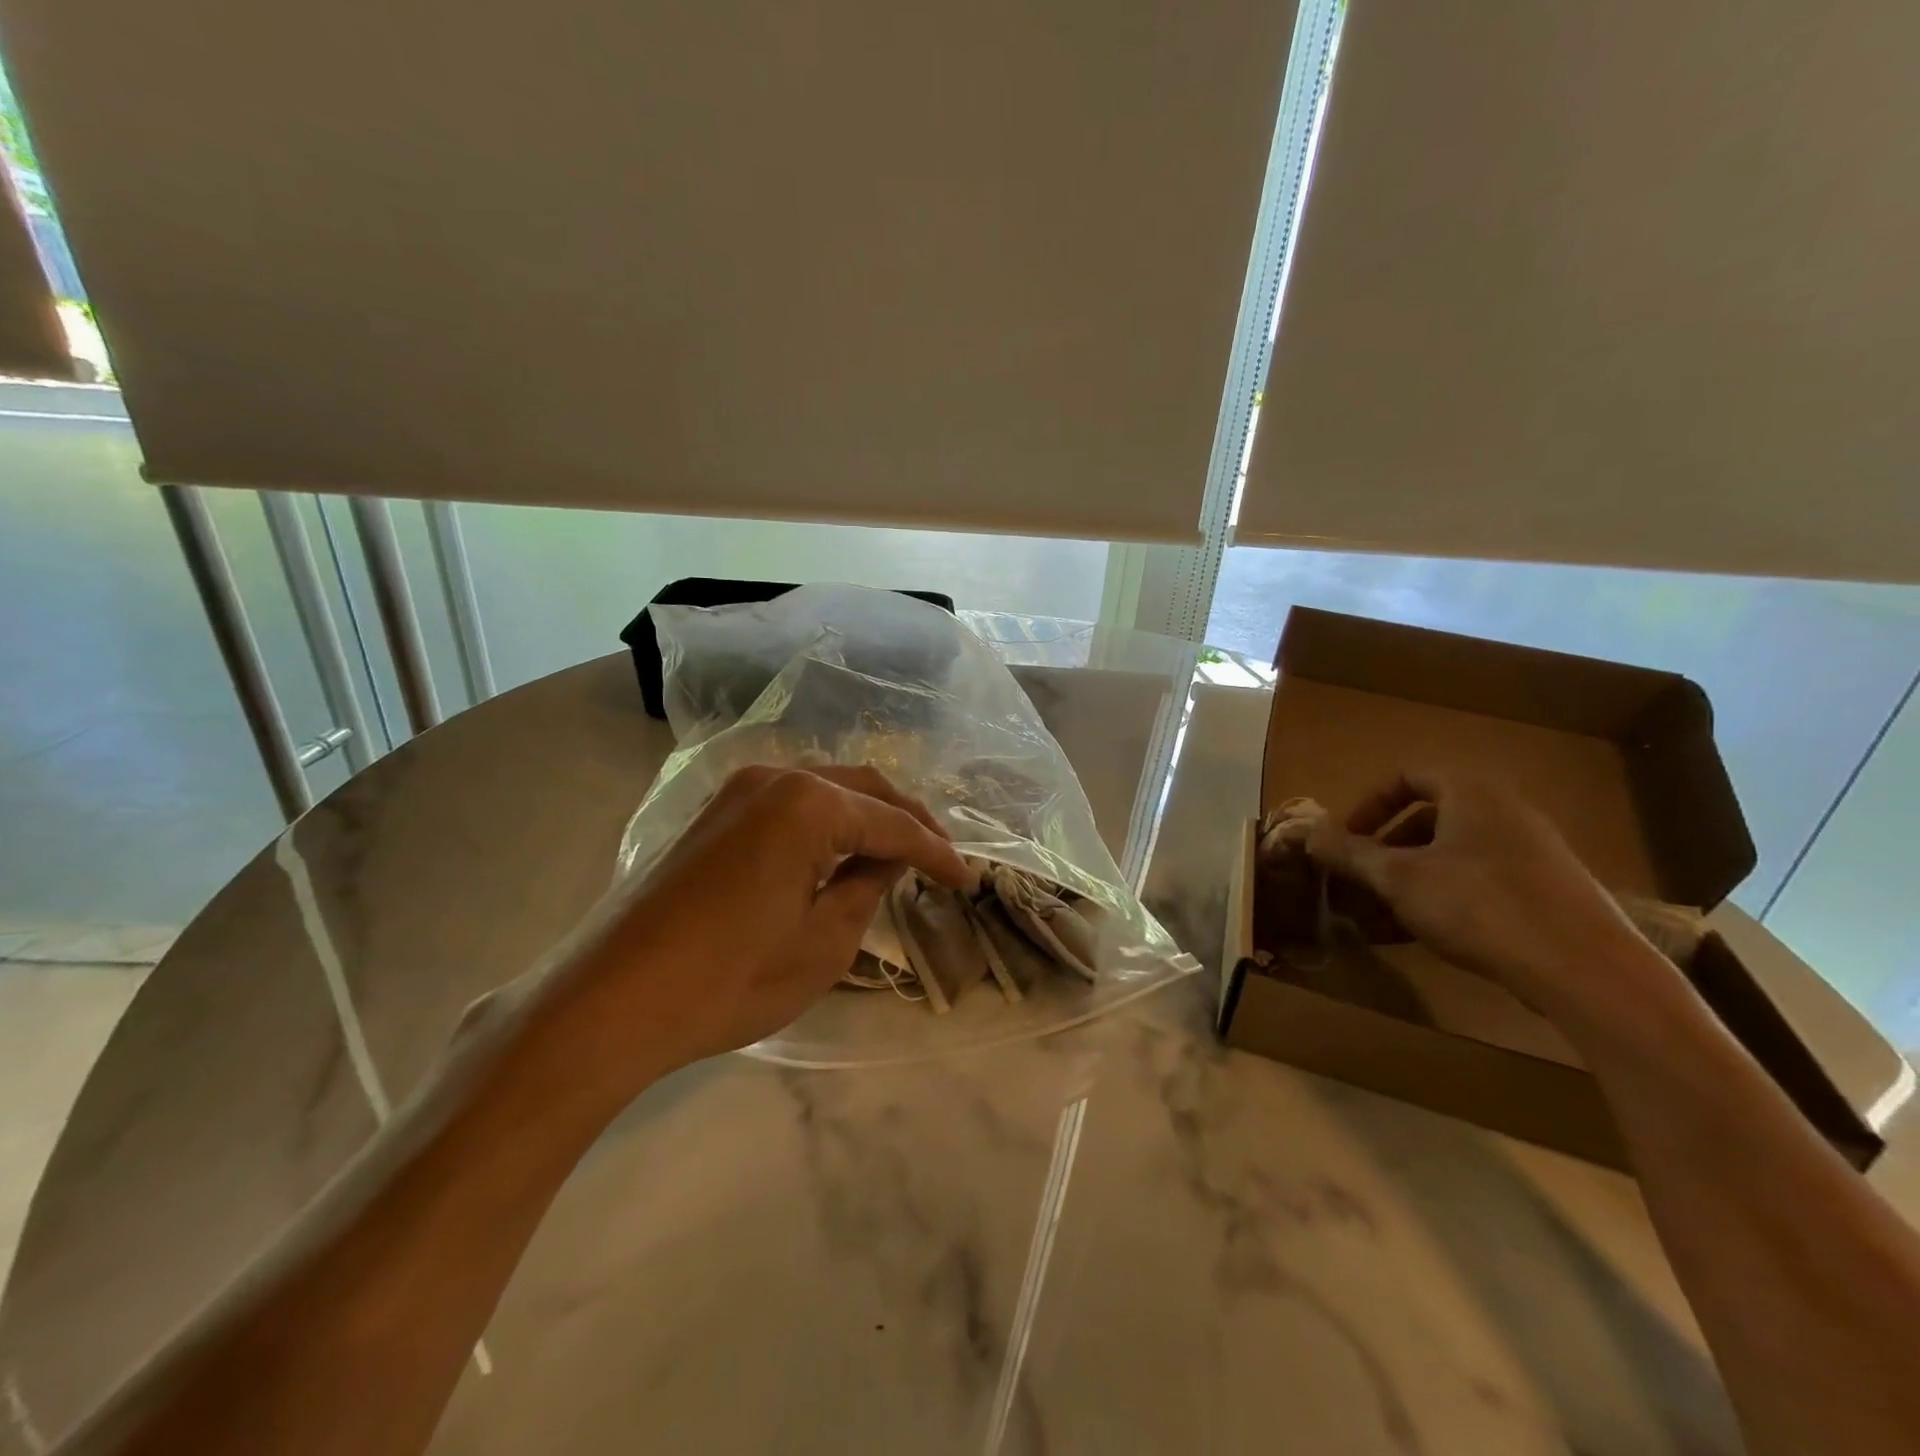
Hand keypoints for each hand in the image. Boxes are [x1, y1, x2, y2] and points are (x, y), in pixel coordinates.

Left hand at [556, 765, 974, 1085]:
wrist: (611, 1000)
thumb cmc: (729, 979)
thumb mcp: (823, 943)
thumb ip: (867, 886)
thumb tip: (887, 856)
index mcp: (808, 803)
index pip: (893, 824)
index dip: (937, 853)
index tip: (968, 880)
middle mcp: (775, 777)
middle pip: (863, 789)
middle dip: (907, 822)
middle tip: (941, 858)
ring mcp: (739, 790)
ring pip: (827, 790)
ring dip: (867, 818)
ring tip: (899, 854)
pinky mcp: (716, 812)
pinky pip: (791, 804)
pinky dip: (828, 823)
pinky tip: (841, 851)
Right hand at [1307, 770, 1657, 1013]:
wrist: (1585, 972)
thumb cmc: (1479, 905)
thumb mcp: (1398, 877)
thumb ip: (1349, 852)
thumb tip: (1307, 833)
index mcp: (1472, 793)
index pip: (1408, 777)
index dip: (1368, 805)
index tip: (1345, 838)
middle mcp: (1505, 813)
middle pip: (1427, 820)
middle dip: (1383, 851)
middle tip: (1357, 881)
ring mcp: (1531, 855)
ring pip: (1450, 857)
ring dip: (1406, 882)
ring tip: (1376, 917)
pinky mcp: (1546, 894)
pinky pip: (1477, 884)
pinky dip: (1440, 900)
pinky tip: (1416, 936)